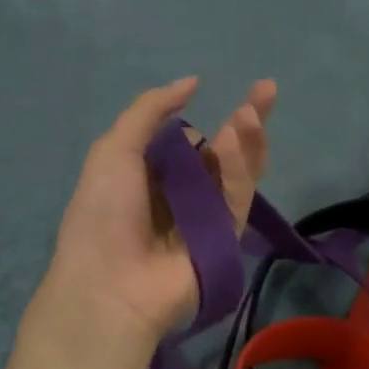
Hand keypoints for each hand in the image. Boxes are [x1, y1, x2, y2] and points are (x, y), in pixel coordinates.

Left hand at [45, 76, 276, 343]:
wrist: (110, 286)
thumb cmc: (102, 214)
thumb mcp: (114, 150)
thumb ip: (150, 110)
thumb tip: (192, 82)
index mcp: (150, 174)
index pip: (189, 140)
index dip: (209, 115)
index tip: (221, 91)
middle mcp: (181, 193)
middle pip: (223, 152)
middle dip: (245, 120)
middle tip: (266, 89)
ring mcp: (206, 216)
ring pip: (236, 172)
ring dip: (246, 139)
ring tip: (252, 108)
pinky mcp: (227, 236)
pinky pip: (236, 197)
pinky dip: (238, 168)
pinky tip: (234, 139)